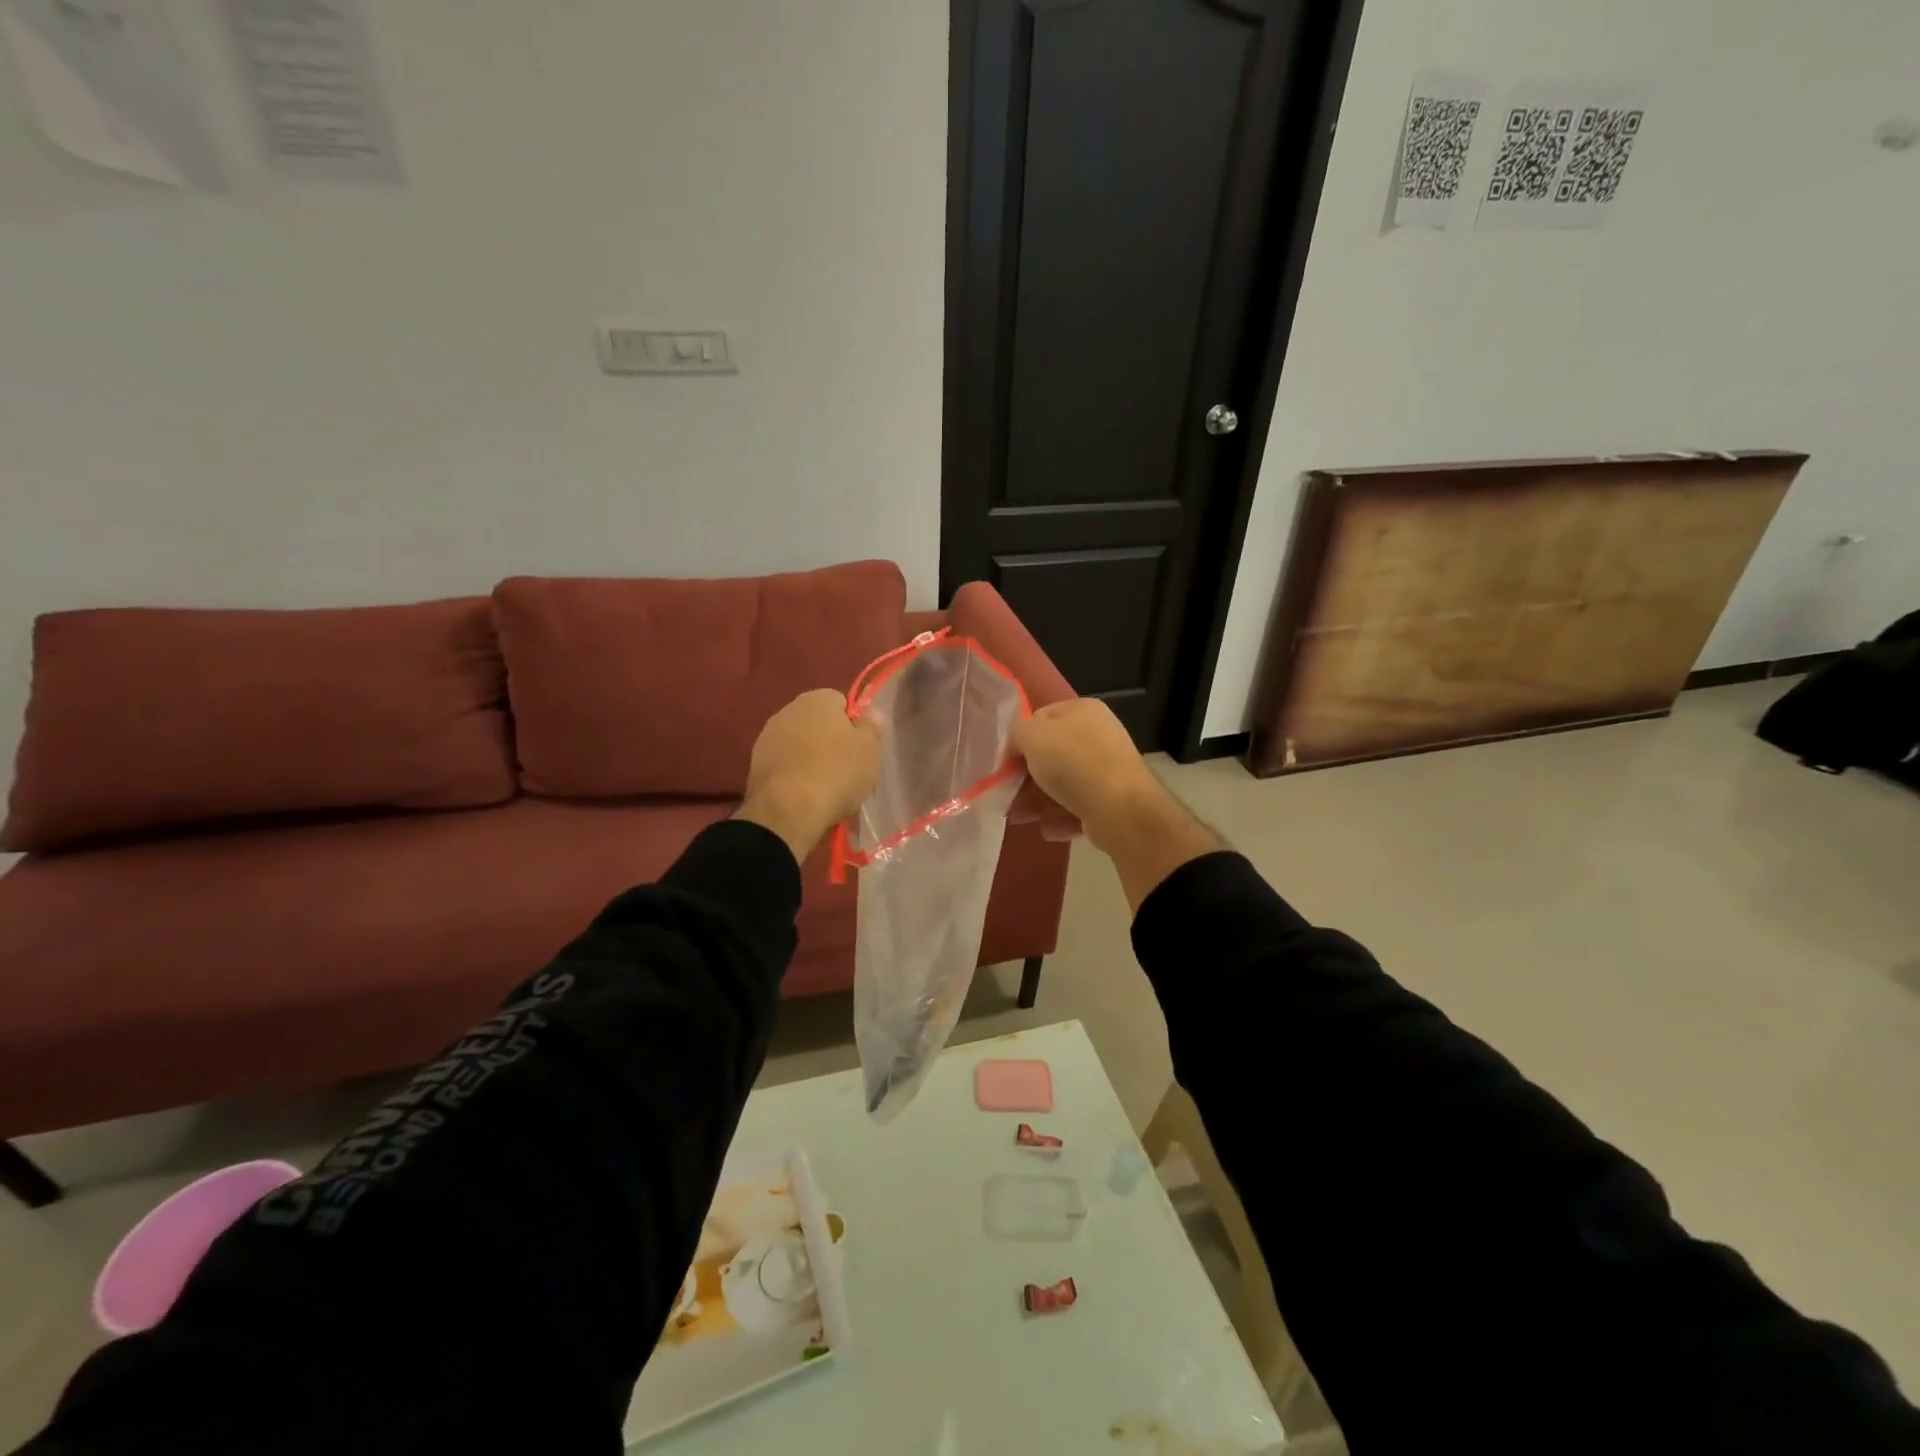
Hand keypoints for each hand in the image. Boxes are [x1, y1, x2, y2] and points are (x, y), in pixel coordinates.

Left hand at [734, 689, 881, 863]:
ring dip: (810, 757)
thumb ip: (871, 727)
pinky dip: (794, 774)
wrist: (788, 811)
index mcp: (817, 699)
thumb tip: (872, 713)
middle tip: (846, 768)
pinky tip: (805, 794)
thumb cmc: (836, 773)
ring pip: (799, 744)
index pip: (841, 702)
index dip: (853, 724)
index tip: (860, 748)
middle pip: (818, 722)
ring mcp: (768, 736)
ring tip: (825, 786)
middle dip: (830, 740)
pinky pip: (785, 763)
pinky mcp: (755, 763)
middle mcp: (788, 710)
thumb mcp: (869, 750)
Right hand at [1010, 699, 1219, 909]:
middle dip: (1026, 778)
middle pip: (1051, 755)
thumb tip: (1016, 749)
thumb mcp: (1032, 737)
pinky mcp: (1113, 801)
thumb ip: (1016, 735)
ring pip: (1063, 784)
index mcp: (1083, 710)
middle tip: (1006, 796)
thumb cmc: (1073, 763)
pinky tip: (1048, 829)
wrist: (1121, 809)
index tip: (1006, 764)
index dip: (1020, 740)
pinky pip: (1079, 807)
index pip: (1041, 718)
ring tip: (1018, 819)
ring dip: (1037, 802)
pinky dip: (1061, 818)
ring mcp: (1108, 769)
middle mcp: (1099, 736)